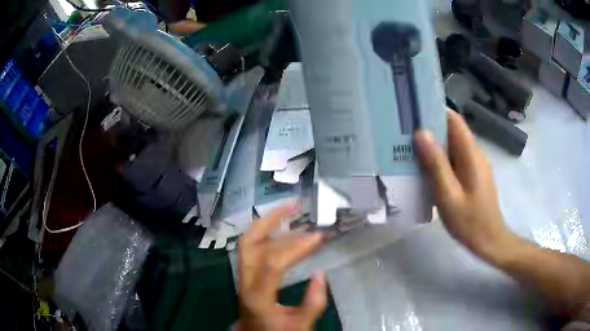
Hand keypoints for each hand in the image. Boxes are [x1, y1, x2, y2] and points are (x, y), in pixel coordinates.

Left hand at [237, 207, 326, 330]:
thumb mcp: (300, 325)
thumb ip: (312, 303)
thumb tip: (321, 274)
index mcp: (258, 296)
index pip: (273, 263)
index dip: (296, 247)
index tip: (317, 237)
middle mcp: (245, 281)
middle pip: (250, 243)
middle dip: (271, 220)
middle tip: (292, 206)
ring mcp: (242, 277)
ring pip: (248, 242)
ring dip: (267, 223)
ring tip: (289, 211)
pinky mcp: (246, 275)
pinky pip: (252, 248)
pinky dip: (265, 234)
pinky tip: (281, 229)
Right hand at [414, 110, 516, 259]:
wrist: (489, 241)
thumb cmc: (469, 221)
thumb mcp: (449, 195)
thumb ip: (436, 164)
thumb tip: (420, 133)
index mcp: (471, 154)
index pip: (455, 120)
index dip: (436, 111)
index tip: (414, 112)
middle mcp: (475, 154)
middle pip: (452, 132)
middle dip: (430, 129)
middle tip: (404, 134)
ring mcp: (475, 165)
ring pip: (453, 147)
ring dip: (434, 146)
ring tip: (410, 151)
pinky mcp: (473, 176)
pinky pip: (455, 160)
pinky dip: (441, 160)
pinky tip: (427, 171)